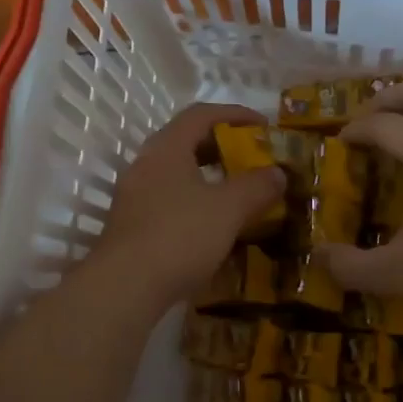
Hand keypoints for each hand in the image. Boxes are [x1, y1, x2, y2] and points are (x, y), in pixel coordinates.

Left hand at [96, 103, 284, 310]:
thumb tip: (278, 173)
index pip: (201, 114)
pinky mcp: (132, 227)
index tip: (264, 126)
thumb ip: (257, 187)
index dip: (235, 114)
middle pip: (186, 142)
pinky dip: (195, 204)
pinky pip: (169, 202)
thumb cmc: (180, 236)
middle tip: (252, 159)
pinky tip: (213, 227)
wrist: (125, 287)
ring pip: (176, 175)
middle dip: (222, 147)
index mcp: (167, 149)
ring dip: (208, 179)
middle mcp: (145, 165)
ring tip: (237, 194)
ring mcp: (134, 197)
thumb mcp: (228, 209)